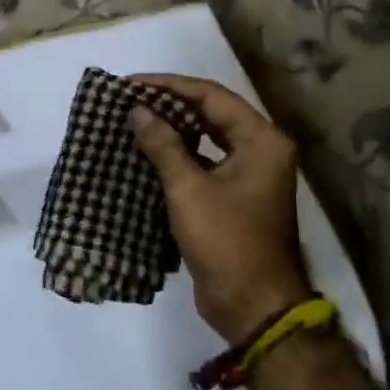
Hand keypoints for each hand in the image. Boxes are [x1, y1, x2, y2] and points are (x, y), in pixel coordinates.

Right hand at [129, 74, 311, 343]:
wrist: (253, 305)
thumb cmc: (226, 241)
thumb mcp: (189, 189)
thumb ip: (163, 145)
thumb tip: (136, 110)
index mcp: (261, 140)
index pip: (210, 97)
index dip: (169, 86)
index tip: (130, 84)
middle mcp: (260, 150)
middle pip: (211, 113)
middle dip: (169, 104)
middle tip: (128, 100)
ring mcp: (249, 175)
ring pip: (206, 138)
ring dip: (172, 130)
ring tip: (133, 121)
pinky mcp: (234, 197)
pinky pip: (203, 163)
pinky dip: (177, 156)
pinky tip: (146, 154)